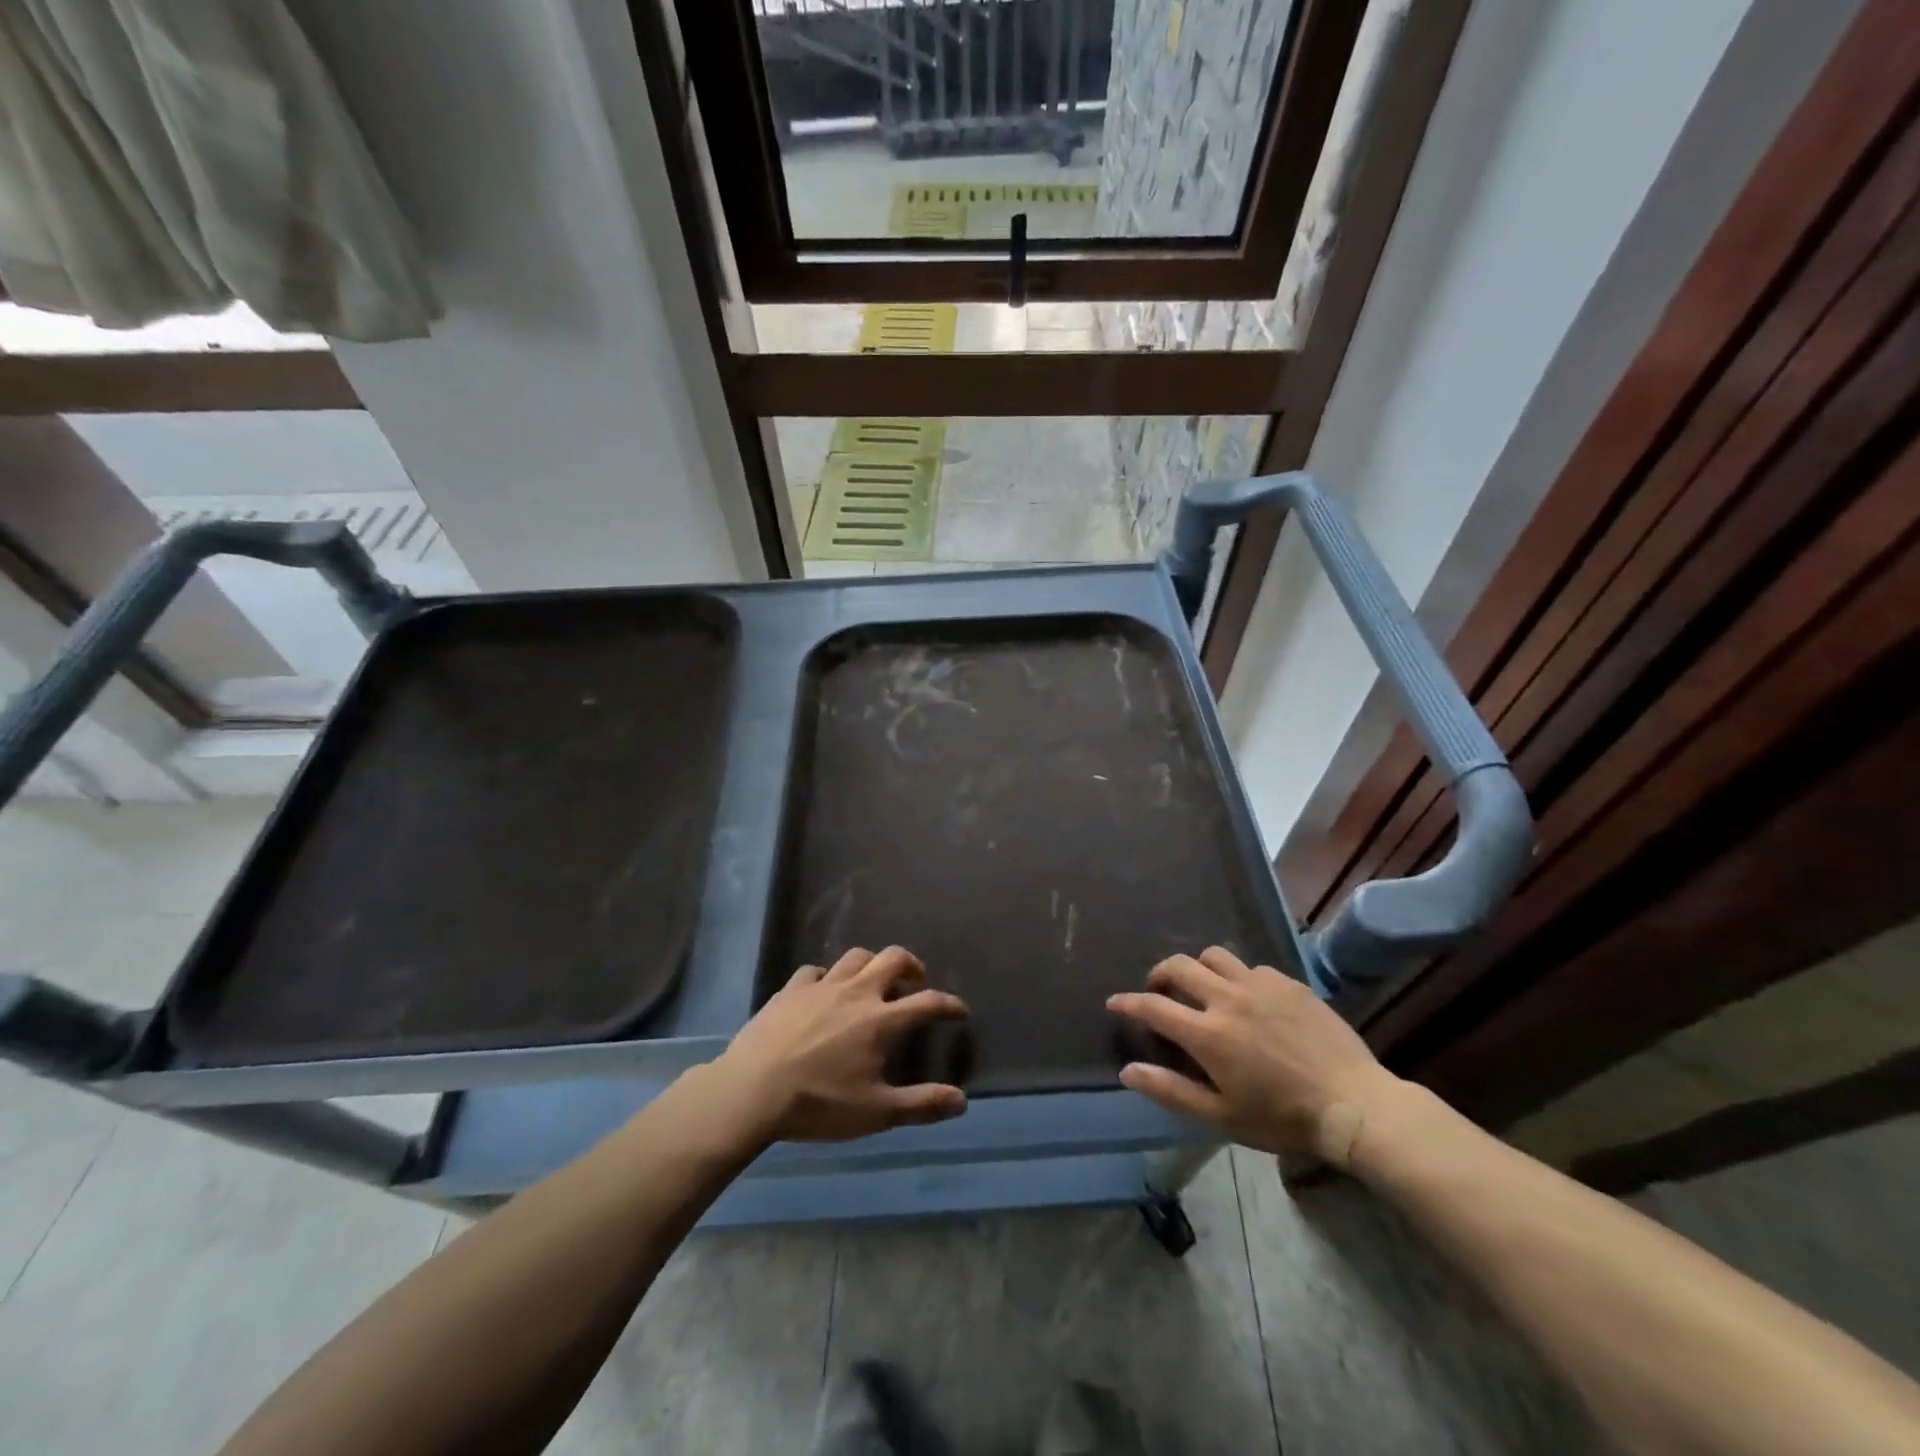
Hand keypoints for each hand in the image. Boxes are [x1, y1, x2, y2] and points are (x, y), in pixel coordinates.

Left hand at [710, 946, 968, 1144]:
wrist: (752, 1091)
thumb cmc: (819, 1104)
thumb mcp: (876, 1112)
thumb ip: (921, 1105)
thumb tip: (962, 1101)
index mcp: (881, 1021)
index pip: (927, 1002)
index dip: (949, 1004)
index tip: (959, 1010)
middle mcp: (857, 993)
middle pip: (893, 959)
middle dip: (911, 965)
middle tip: (915, 981)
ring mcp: (822, 986)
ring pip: (856, 957)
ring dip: (872, 963)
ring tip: (874, 980)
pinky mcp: (791, 989)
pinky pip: (816, 971)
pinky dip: (827, 976)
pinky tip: (824, 990)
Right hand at [1108, 946, 1404, 1164]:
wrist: (1355, 1104)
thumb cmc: (1282, 1118)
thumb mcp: (1221, 1116)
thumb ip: (1171, 1090)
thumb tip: (1128, 1071)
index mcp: (1207, 1033)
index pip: (1153, 1006)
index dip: (1128, 1002)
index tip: (1115, 1002)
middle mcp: (1227, 998)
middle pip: (1178, 966)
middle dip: (1159, 975)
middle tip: (1159, 992)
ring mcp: (1259, 985)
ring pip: (1213, 956)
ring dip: (1198, 969)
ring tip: (1203, 989)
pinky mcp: (1287, 982)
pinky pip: (1251, 967)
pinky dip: (1238, 978)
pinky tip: (1250, 1001)